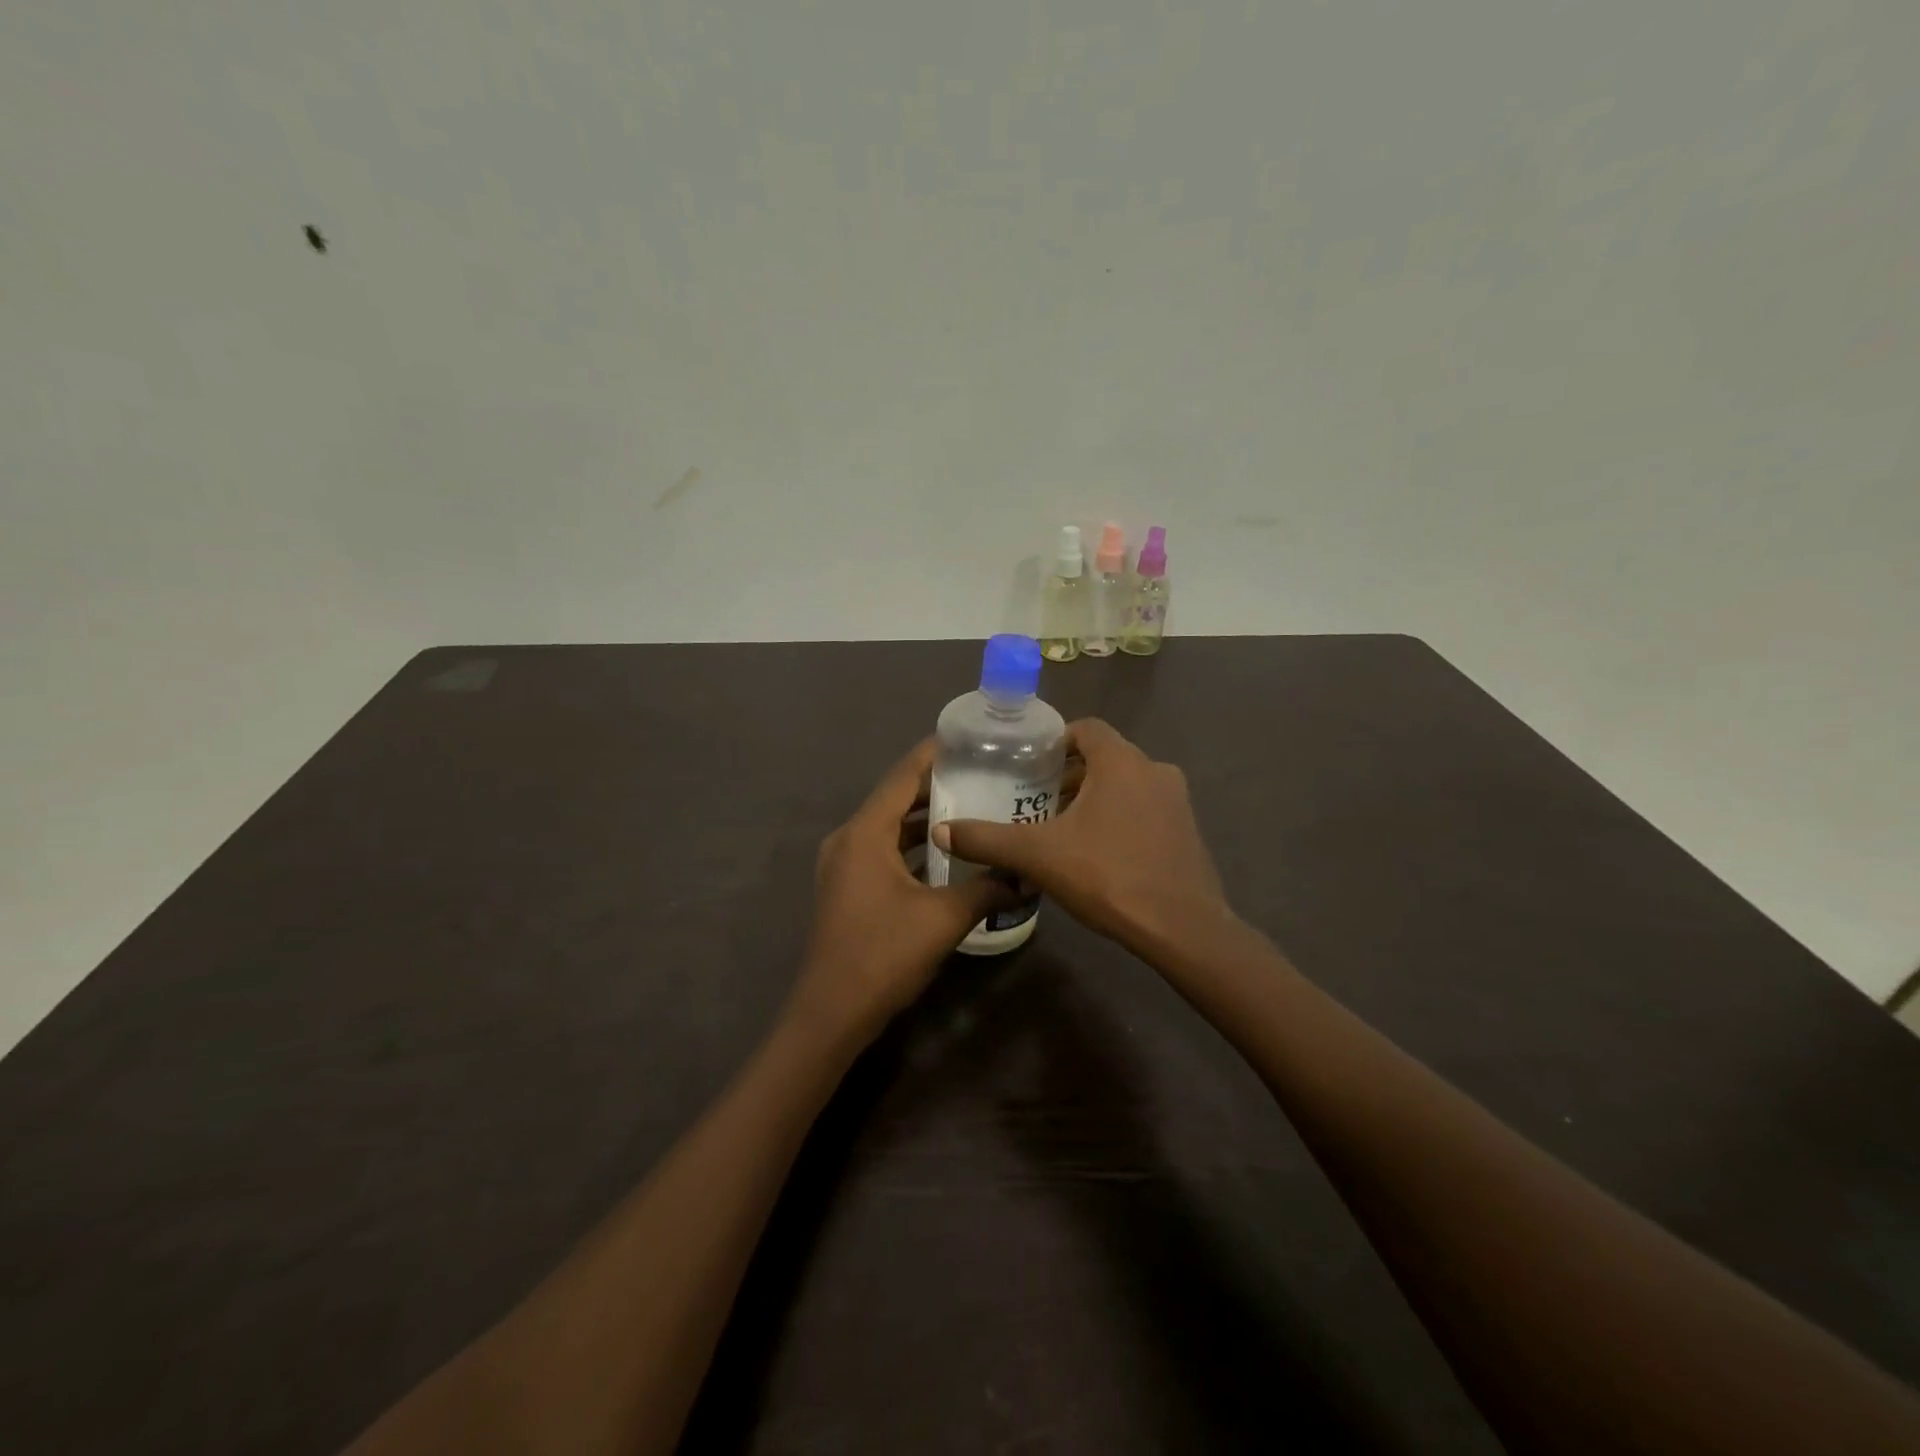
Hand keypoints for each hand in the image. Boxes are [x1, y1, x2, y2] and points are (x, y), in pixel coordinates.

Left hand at [790, 739, 1016, 1042]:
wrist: (831, 1013)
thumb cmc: (883, 955)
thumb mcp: (944, 918)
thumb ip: (987, 888)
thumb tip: (1025, 876)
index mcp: (865, 833)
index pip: (903, 776)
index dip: (934, 753)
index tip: (969, 738)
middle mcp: (849, 839)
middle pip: (895, 798)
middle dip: (937, 786)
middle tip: (984, 774)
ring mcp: (843, 865)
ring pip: (889, 828)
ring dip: (925, 819)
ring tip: (972, 808)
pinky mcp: (847, 887)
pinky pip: (883, 851)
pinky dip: (912, 847)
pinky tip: (947, 854)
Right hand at [932, 719, 1230, 954]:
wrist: (1182, 929)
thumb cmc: (1108, 876)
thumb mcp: (1038, 856)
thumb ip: (988, 839)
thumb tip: (944, 831)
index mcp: (1122, 761)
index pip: (1086, 728)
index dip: (1055, 740)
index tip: (1029, 765)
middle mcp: (1155, 770)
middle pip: (1105, 757)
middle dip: (1070, 775)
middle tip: (1036, 800)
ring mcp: (1177, 801)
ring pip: (1126, 785)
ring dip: (1095, 798)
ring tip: (1061, 828)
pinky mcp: (1188, 830)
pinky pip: (1145, 809)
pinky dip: (1119, 817)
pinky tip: (1098, 852)